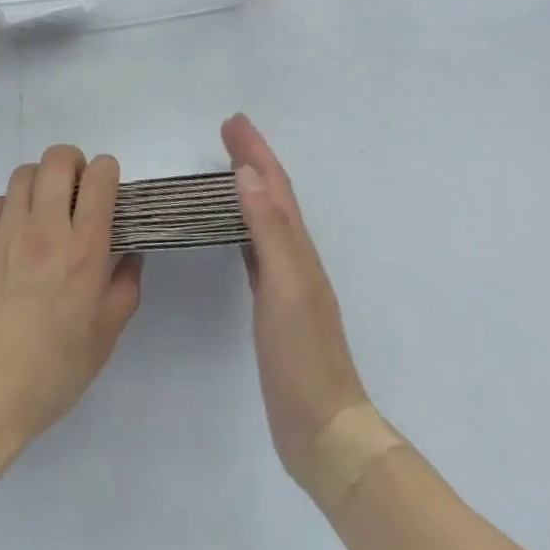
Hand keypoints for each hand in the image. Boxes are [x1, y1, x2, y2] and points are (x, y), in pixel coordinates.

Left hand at [0, 145, 142, 453]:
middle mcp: (44, 228)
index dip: (106, 172)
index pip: (98, 177)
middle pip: (58, 159)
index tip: (106, 189)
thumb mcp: (103, 339)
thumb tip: (130, 257)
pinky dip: (11, 207)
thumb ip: (124, 289)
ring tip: (43, 210)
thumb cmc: (50, 372)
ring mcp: (5, 231)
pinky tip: (13, 236)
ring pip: (24, 174)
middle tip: (75, 191)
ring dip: (40, 182)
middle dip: (73, 163)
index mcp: (82, 249)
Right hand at [223, 113, 369, 477]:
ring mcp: (284, 279)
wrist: (322, 427)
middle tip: (228, 131)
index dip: (255, 150)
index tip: (233, 121)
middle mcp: (293, 254)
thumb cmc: (303, 353)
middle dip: (252, 158)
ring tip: (227, 166)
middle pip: (271, 193)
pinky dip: (242, 224)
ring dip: (248, 185)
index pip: (273, 185)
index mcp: (296, 246)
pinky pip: (254, 246)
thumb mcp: (285, 286)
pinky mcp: (272, 302)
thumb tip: (246, 173)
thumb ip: (268, 229)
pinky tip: (232, 229)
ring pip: (263, 216)